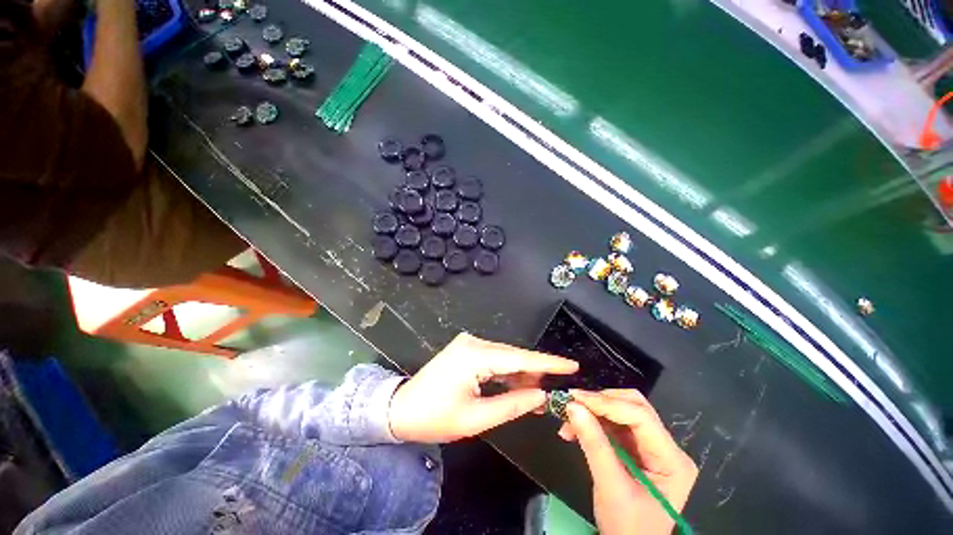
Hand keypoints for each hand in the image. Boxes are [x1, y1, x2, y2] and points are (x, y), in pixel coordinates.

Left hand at [388, 333, 578, 442]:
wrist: (400, 410)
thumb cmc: (435, 418)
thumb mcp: (476, 419)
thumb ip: (512, 404)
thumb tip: (541, 397)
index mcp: (474, 355)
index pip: (519, 358)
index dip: (548, 362)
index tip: (572, 366)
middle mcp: (473, 342)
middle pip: (513, 356)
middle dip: (534, 373)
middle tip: (551, 395)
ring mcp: (469, 343)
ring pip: (505, 357)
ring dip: (520, 375)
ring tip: (536, 395)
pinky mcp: (466, 349)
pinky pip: (494, 359)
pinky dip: (507, 373)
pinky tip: (517, 386)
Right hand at [559, 390, 697, 534]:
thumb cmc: (628, 528)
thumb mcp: (610, 488)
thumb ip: (593, 444)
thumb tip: (572, 406)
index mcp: (671, 460)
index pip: (640, 417)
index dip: (606, 403)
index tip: (574, 398)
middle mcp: (666, 448)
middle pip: (634, 408)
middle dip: (600, 403)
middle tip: (573, 403)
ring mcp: (652, 448)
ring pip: (621, 413)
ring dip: (593, 412)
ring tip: (568, 419)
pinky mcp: (636, 451)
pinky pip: (614, 426)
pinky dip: (593, 423)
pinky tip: (575, 429)